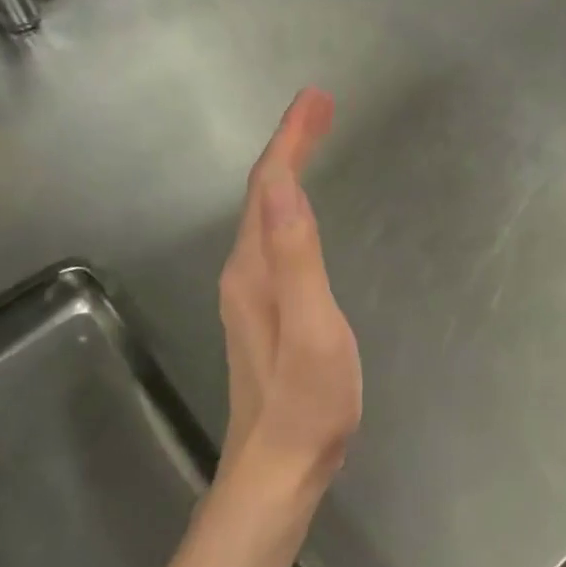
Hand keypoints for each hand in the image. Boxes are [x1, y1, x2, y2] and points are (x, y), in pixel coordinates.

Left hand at [217, 88, 362, 491]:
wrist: (280, 466)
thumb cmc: (307, 401)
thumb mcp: (310, 327)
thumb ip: (295, 257)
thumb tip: (280, 185)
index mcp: (255, 269)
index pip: (268, 186)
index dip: (291, 139)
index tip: (318, 100)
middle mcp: (244, 273)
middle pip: (262, 194)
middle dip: (290, 146)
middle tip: (321, 110)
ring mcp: (251, 295)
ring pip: (266, 216)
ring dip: (288, 173)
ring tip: (314, 144)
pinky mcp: (265, 313)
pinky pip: (274, 239)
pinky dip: (289, 207)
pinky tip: (302, 212)